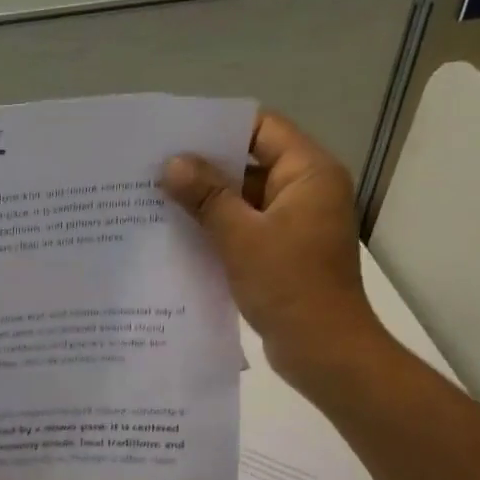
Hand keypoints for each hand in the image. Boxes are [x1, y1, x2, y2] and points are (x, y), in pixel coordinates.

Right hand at [162, 110, 385, 390]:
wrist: (324, 351)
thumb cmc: (289, 286)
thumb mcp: (242, 237)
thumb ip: (207, 197)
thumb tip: (172, 163)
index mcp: (309, 173)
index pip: (262, 128)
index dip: (218, 129)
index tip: (174, 137)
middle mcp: (306, 192)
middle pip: (251, 164)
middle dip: (205, 169)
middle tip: (155, 171)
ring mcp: (295, 226)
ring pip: (244, 201)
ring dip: (207, 204)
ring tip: (157, 202)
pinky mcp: (282, 255)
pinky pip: (246, 231)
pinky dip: (217, 232)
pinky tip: (178, 238)